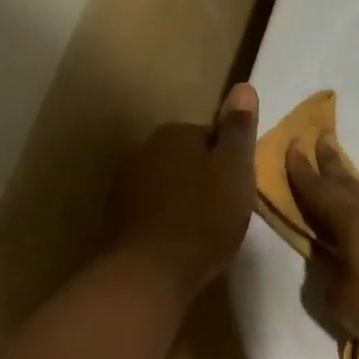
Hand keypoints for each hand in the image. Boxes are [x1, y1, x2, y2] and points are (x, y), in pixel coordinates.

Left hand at [107, 84, 259, 296]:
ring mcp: (124, 184)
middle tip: (225, 210)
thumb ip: (238, 131)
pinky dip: (165, 220)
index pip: (210, 135)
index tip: (240, 188)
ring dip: (183, 199)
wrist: (150, 271)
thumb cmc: (203, 218)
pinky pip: (150, 210)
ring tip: (203, 230)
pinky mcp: (116, 218)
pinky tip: (178, 243)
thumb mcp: (234, 171)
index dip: (229, 162)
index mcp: (174, 134)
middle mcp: (143, 150)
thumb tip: (243, 87)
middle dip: (203, 179)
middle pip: (185, 159)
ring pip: (165, 184)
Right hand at [286, 136, 358, 354]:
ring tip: (346, 188)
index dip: (303, 171)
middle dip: (332, 162)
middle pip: (349, 183)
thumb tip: (325, 259)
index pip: (319, 191)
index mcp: (352, 223)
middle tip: (322, 139)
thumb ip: (328, 276)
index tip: (294, 145)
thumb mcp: (344, 301)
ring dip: (356, 191)